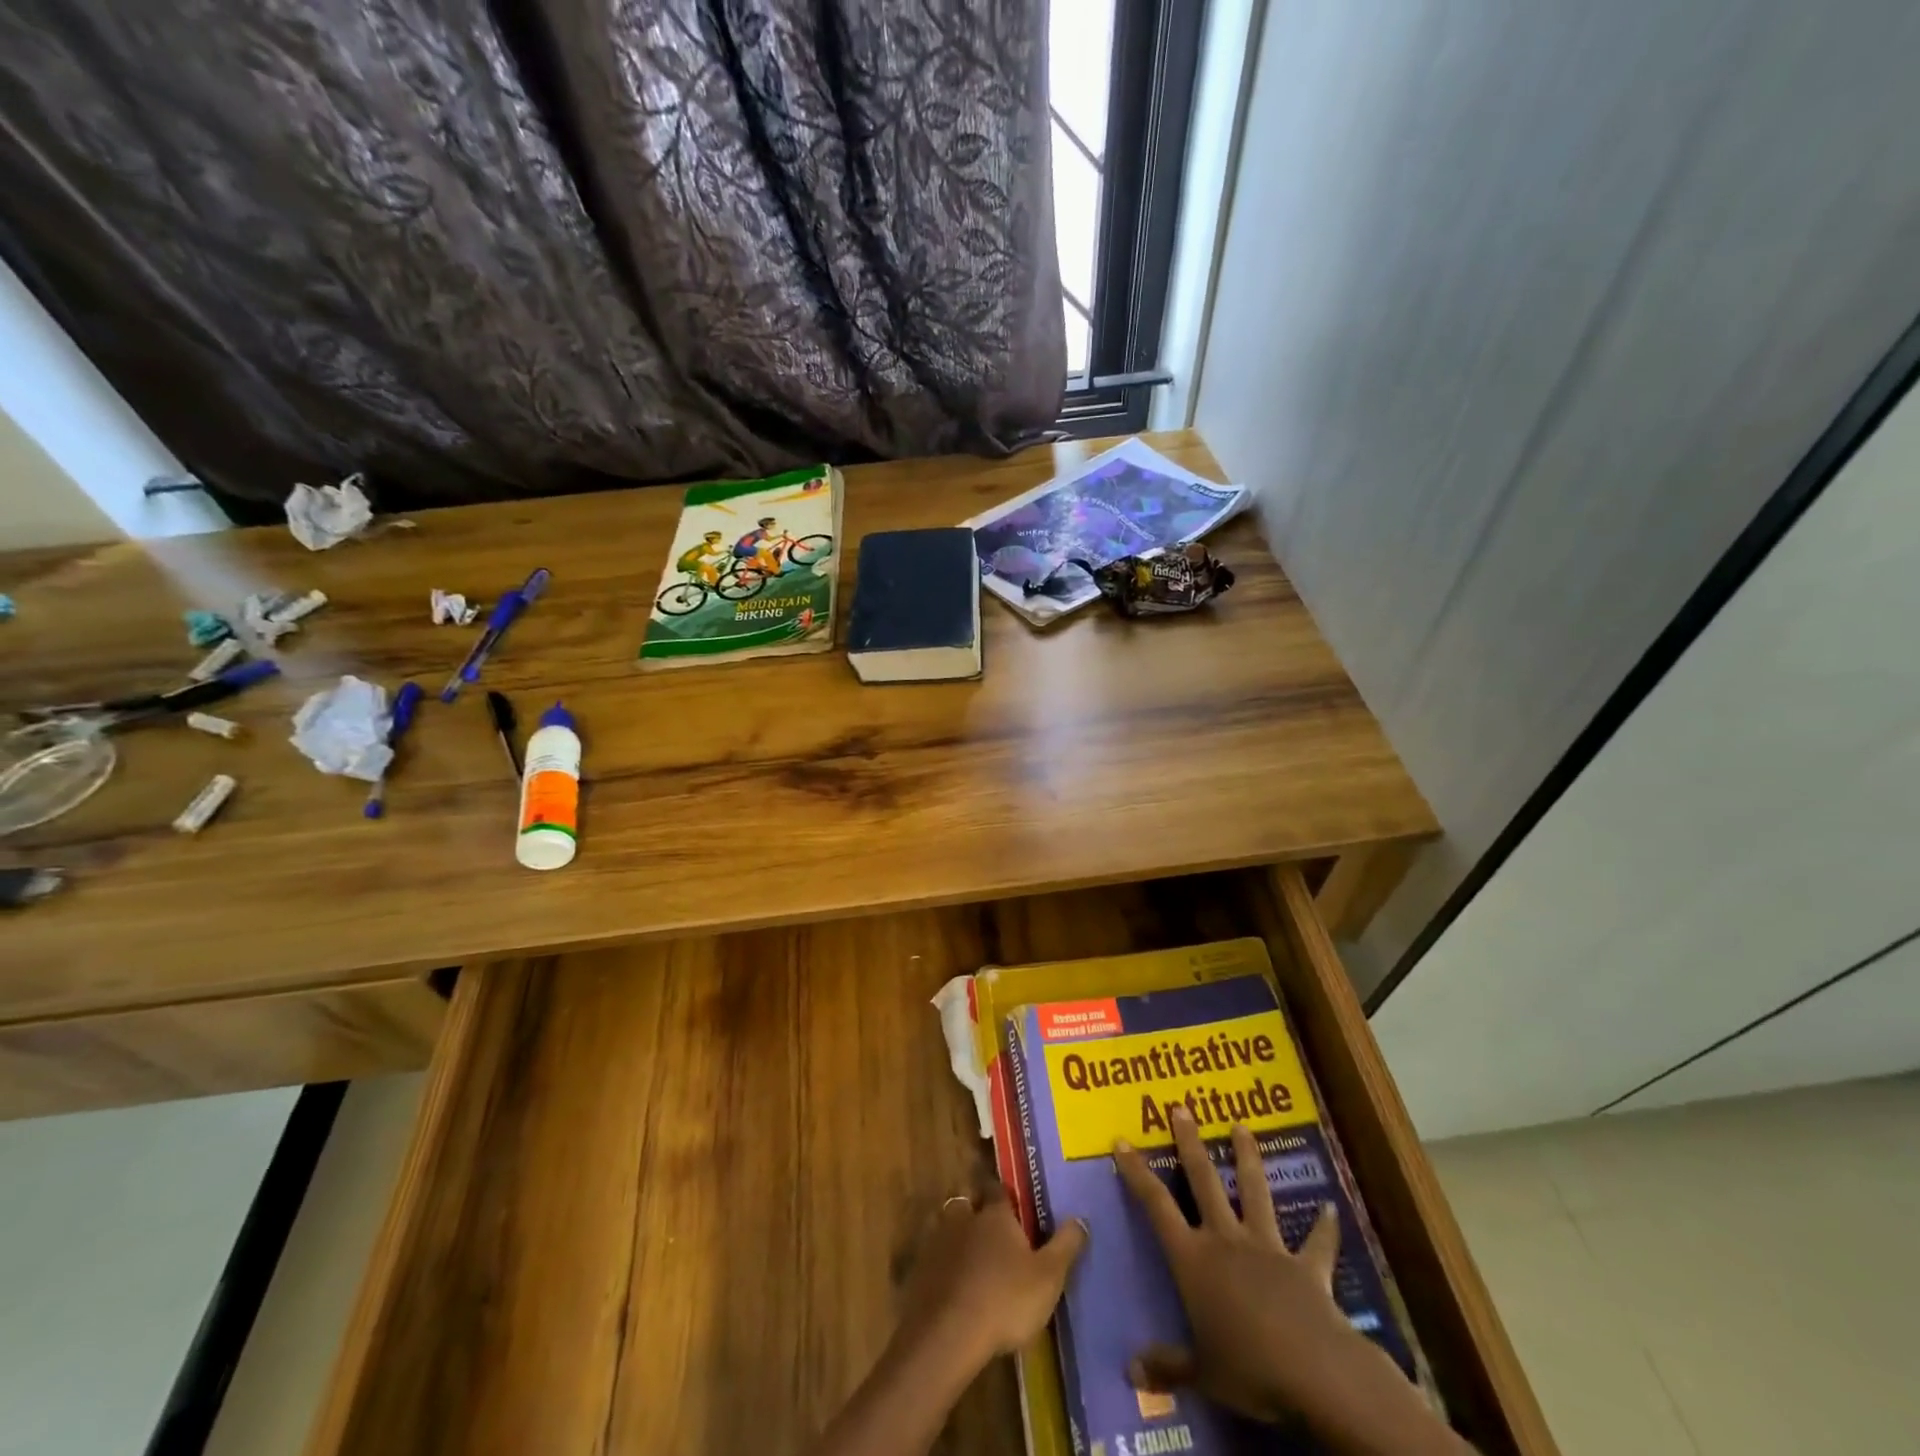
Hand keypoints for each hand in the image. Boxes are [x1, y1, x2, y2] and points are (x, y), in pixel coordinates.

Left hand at [898, 1189, 1088, 1373]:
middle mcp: (964, 1218)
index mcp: (995, 1214)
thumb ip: (1065, 1247)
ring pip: (948, 1230)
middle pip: (968, 1204)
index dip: (1004, 1193)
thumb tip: (1080, 1218)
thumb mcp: (1048, 1277)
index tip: (1011, 1199)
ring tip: (971, 1262)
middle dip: (976, 1212)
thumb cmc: (1004, 1299)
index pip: (998, 1188)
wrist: (947, 1335)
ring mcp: (938, 1243)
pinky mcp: (920, 1272)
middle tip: (990, 1231)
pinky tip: (952, 1289)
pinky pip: (934, 1260)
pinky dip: (943, 1268)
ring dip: (957, 1240)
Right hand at [1114, 1108, 1473, 1454]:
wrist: (1315, 1371)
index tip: (1122, 1141)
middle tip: (1181, 1108)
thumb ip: (1168, 1366)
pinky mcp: (1307, 1266)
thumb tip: (1129, 1373)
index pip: (1156, 1206)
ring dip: (1248, 1159)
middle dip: (1190, 1143)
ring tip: (1243, 1126)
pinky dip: (1324, 1226)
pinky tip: (1329, 1207)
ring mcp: (1267, 1247)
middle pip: (1203, 1181)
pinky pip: (1316, 1243)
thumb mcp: (1203, 1374)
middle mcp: (1226, 1240)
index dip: (1137, 1173)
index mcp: (1194, 1260)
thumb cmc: (1249, 1370)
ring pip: (1254, 1192)